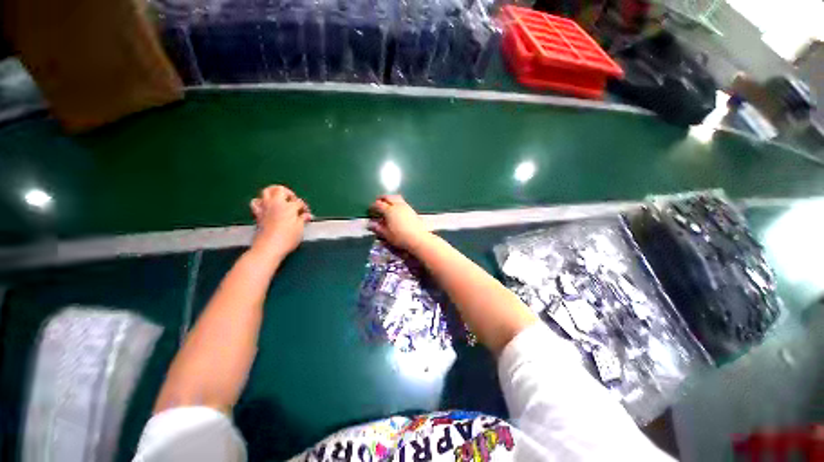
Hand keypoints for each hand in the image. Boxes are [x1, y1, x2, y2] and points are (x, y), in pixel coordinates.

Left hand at [250, 185, 311, 258]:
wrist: (268, 248)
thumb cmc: (287, 239)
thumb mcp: (300, 229)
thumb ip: (302, 219)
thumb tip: (306, 215)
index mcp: (288, 207)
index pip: (298, 202)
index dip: (304, 207)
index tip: (306, 214)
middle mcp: (275, 204)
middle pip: (280, 190)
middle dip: (289, 193)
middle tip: (293, 201)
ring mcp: (265, 208)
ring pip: (266, 191)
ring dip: (274, 192)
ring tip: (280, 199)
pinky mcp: (257, 214)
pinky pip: (256, 202)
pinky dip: (261, 201)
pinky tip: (267, 206)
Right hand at [367, 195, 430, 251]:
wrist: (418, 238)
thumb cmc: (400, 237)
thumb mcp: (386, 234)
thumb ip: (378, 228)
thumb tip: (370, 224)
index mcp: (389, 210)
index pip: (378, 204)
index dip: (373, 206)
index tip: (371, 210)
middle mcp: (397, 205)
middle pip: (388, 197)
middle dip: (382, 198)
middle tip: (378, 202)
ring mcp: (406, 206)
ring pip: (396, 197)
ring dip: (390, 199)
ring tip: (387, 204)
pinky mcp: (412, 210)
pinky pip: (402, 202)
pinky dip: (397, 202)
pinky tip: (397, 210)